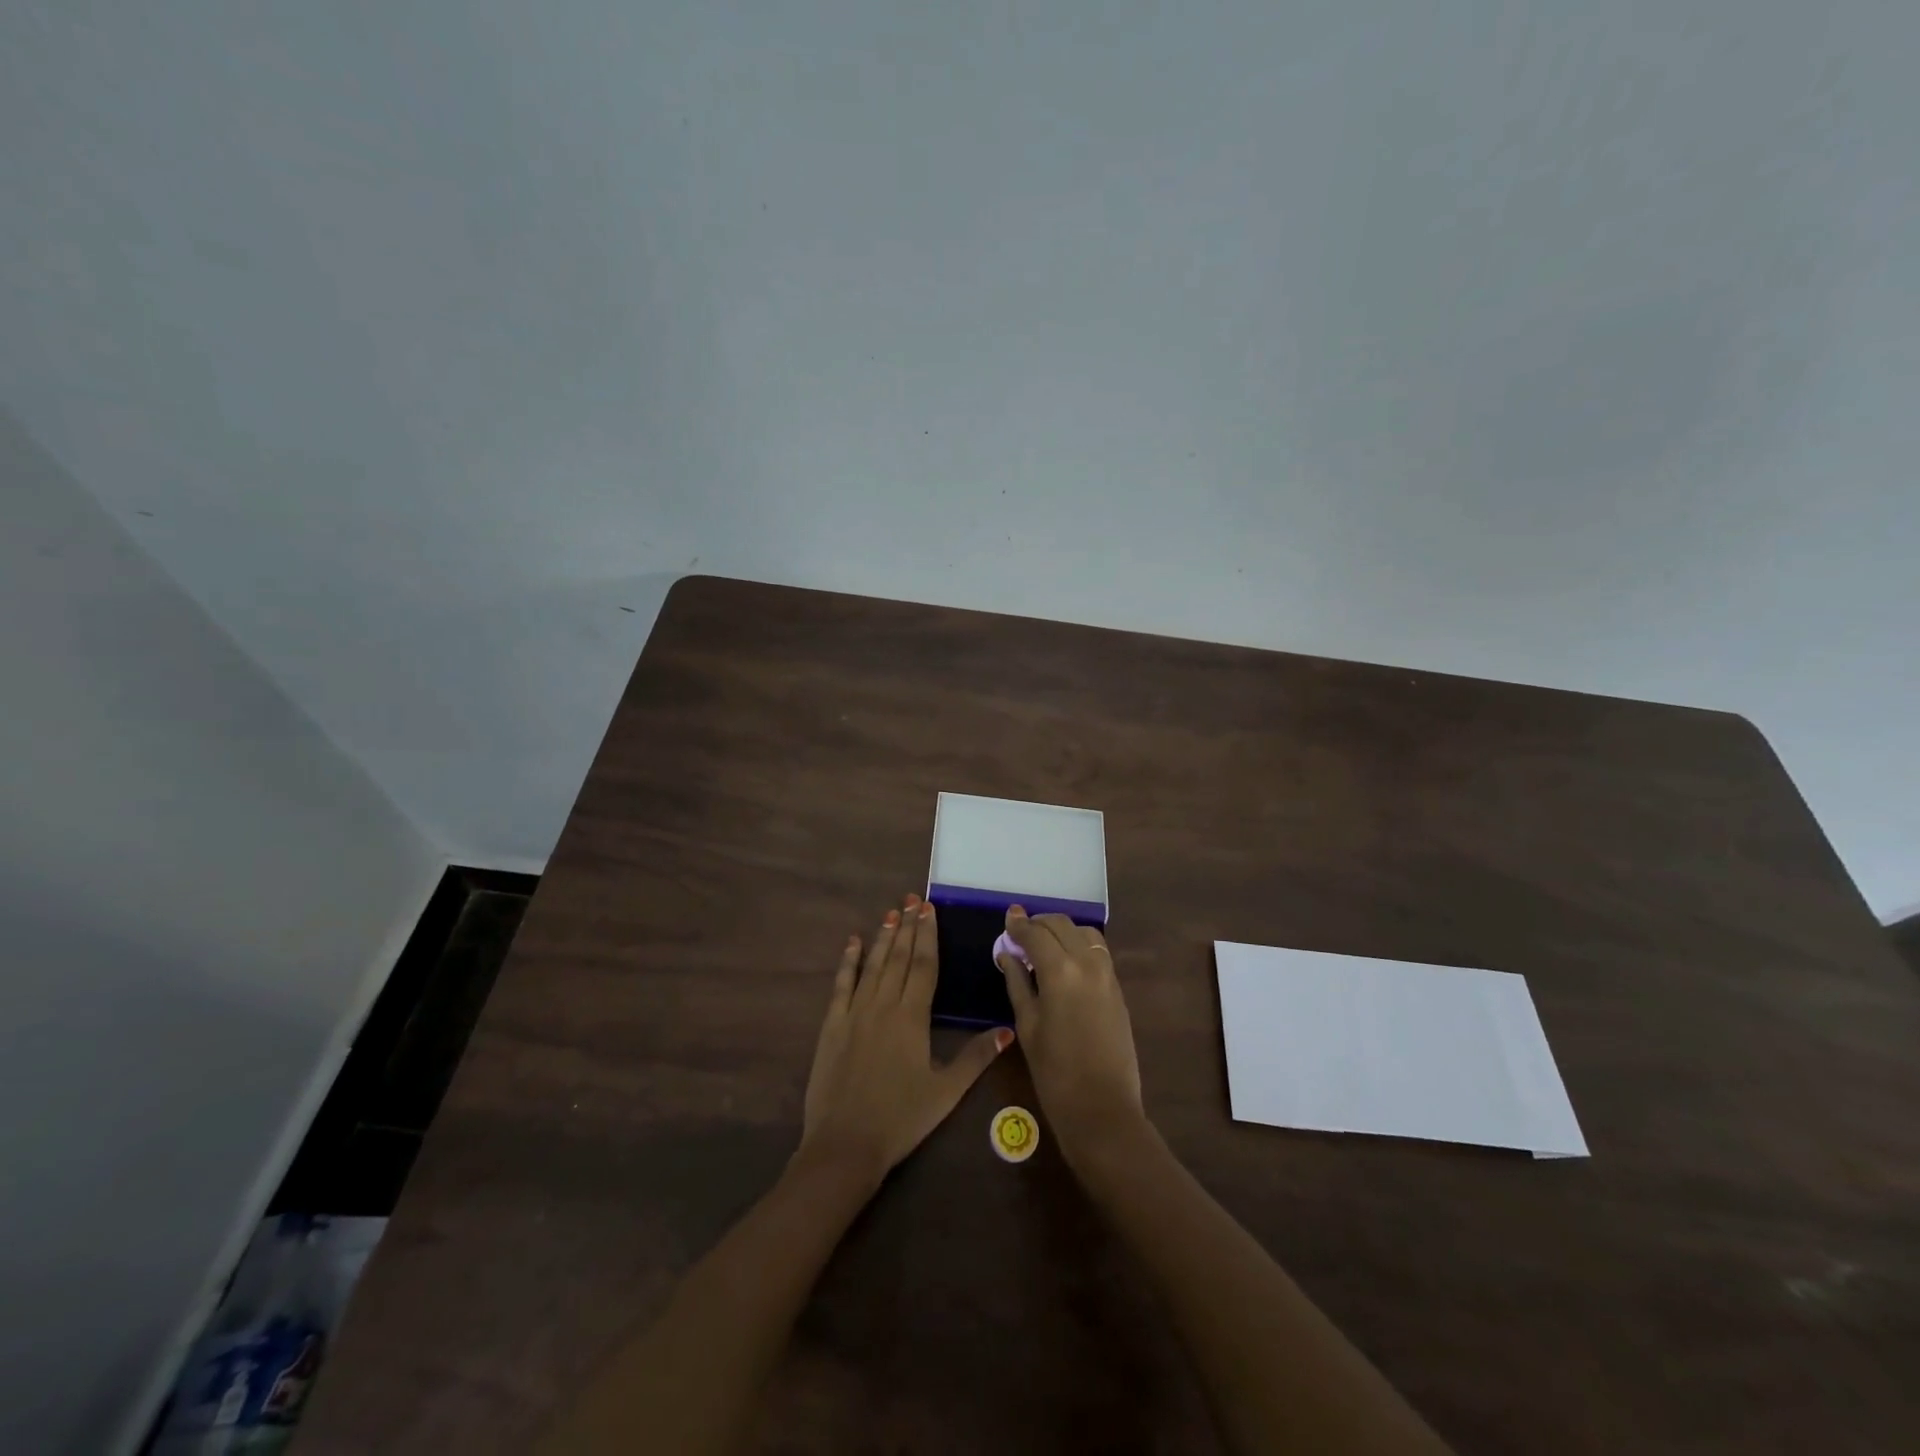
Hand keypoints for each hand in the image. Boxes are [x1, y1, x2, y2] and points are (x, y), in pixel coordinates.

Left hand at [798, 894, 1011, 1181]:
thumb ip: (976, 1058)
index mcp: (912, 1017)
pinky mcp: (832, 1025)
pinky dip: (848, 961)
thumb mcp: (946, 1092)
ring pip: (873, 965)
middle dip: (908, 927)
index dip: (928, 935)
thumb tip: (1007, 1029)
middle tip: (912, 900)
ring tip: (891, 912)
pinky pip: (842, 984)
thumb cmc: (901, 1119)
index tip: (929, 910)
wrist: (844, 1144)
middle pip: (899, 958)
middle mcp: (884, 1005)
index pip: (924, 965)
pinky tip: (853, 942)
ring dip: (884, 937)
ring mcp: (855, 1012)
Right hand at [996, 907, 1145, 1163]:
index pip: (1036, 933)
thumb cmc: (1054, 1072)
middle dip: (1039, 923)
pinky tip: (1064, 961)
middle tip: (1020, 933)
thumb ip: (1017, 982)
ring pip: (1084, 932)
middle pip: (1062, 924)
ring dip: (1062, 930)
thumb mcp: (1027, 1025)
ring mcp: (1107, 974)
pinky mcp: (1118, 988)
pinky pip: (1098, 951)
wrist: (1103, 1109)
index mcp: (1061, 971)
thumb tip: (1007, 953)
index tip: (1007, 919)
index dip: (1018, 924)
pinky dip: (1079, 944)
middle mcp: (1087, 963)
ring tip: (1043, 945)